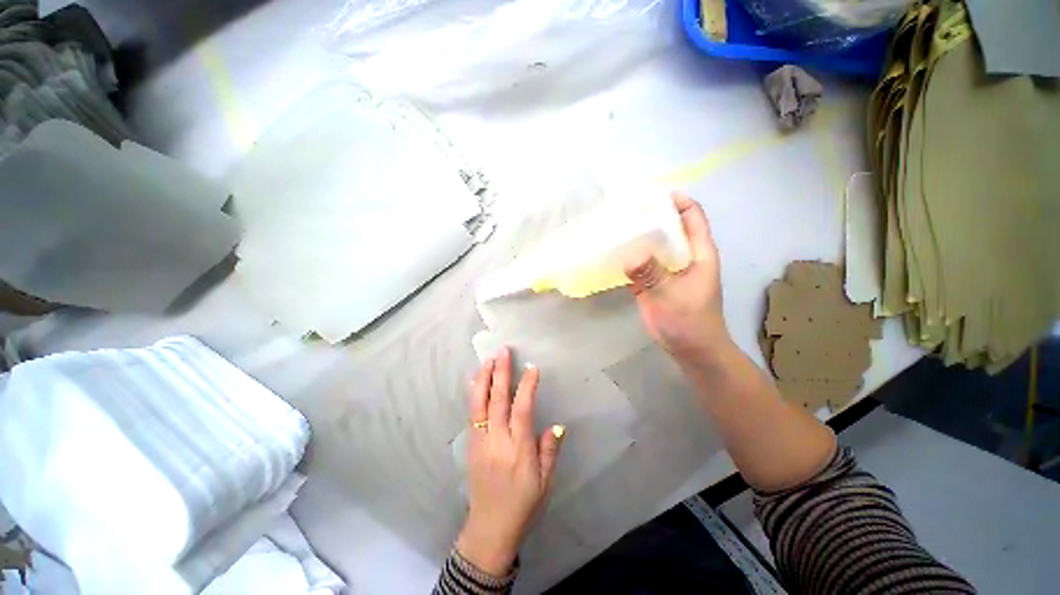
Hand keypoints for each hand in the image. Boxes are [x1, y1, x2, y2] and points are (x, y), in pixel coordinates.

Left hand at [456, 347, 564, 576]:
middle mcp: (497, 440)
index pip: (522, 410)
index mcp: (518, 449)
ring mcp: (481, 441)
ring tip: (488, 360)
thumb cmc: (523, 505)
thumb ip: (549, 451)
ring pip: (479, 404)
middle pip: (497, 400)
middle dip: (500, 373)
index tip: (531, 368)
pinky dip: (475, 395)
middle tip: (503, 352)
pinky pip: (472, 414)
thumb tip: (557, 425)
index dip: (527, 386)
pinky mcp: (472, 445)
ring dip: (483, 379)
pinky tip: (476, 383)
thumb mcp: (545, 483)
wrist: (490, 528)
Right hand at [625, 193, 731, 361]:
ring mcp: (666, 270)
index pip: (692, 216)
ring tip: (614, 227)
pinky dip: (629, 257)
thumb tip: (631, 255)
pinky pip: (641, 264)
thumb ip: (653, 275)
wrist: (691, 350)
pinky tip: (613, 253)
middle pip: (668, 227)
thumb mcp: (673, 297)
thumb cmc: (690, 322)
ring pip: (653, 245)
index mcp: (698, 252)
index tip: (652, 194)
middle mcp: (683, 256)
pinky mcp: (653, 283)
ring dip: (637, 237)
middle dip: (650, 216)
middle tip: (624, 210)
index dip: (677, 200)